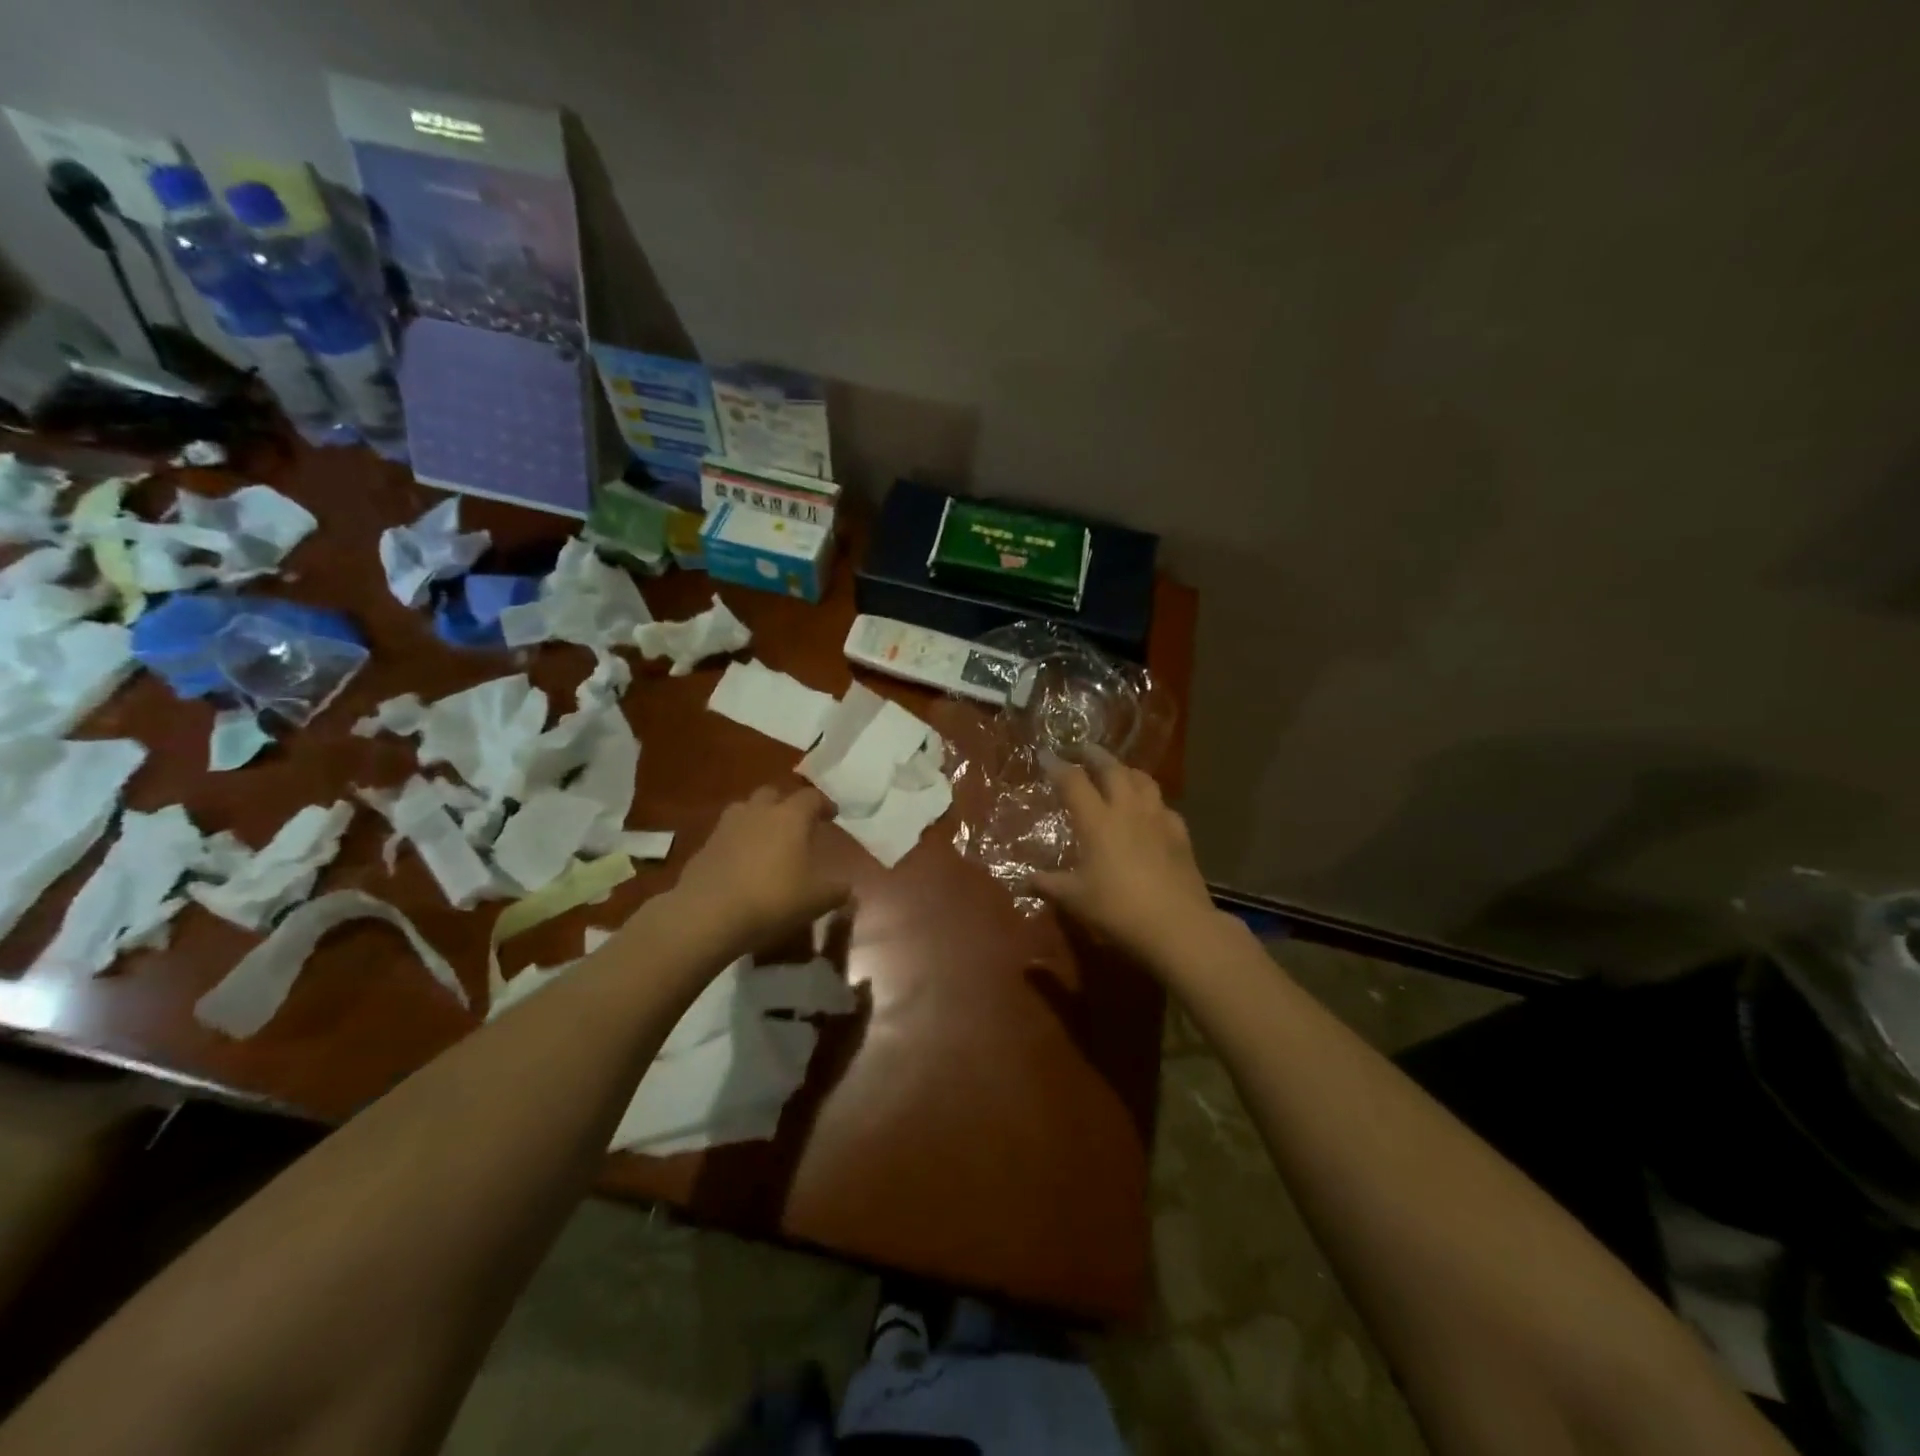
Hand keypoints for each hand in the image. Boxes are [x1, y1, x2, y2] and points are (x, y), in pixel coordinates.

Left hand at [672, 785, 850, 953]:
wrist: (709, 914)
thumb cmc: (773, 899)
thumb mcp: (817, 900)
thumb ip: (837, 891)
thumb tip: (848, 888)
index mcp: (790, 816)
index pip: (811, 797)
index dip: (824, 804)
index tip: (832, 815)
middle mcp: (758, 811)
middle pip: (773, 793)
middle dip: (786, 804)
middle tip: (796, 824)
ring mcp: (727, 826)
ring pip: (745, 809)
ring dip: (758, 818)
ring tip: (767, 839)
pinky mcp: (705, 846)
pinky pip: (727, 834)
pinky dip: (738, 842)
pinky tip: (743, 864)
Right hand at [1032, 753, 1218, 968]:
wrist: (1177, 925)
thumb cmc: (1118, 909)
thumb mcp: (1075, 899)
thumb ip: (1049, 885)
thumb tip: (1024, 880)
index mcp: (1097, 821)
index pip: (1073, 781)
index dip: (1058, 765)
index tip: (1047, 754)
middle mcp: (1127, 810)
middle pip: (1112, 769)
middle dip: (1095, 755)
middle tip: (1084, 750)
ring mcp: (1157, 819)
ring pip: (1143, 780)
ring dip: (1127, 770)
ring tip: (1118, 772)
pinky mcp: (1180, 834)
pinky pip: (1163, 806)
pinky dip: (1151, 800)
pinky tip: (1149, 811)